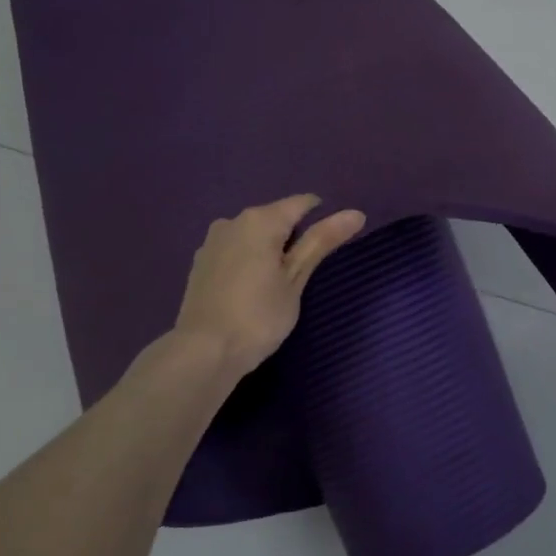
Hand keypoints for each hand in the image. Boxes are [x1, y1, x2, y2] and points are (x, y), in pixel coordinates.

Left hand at [174, 195, 366, 382]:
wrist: (203, 352)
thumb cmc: (258, 316)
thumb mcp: (295, 279)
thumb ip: (321, 242)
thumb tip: (355, 213)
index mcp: (260, 220)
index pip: (301, 203)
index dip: (321, 218)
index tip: (329, 246)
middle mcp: (233, 221)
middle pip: (274, 218)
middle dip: (292, 237)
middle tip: (304, 274)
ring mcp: (212, 241)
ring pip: (252, 235)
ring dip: (268, 250)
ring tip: (276, 285)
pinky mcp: (200, 263)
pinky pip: (234, 251)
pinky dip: (248, 261)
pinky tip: (250, 290)